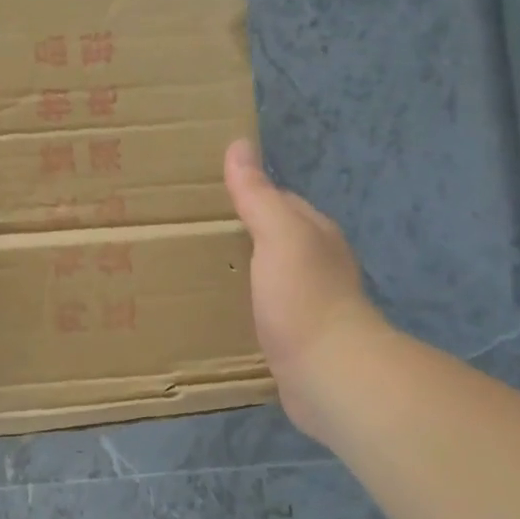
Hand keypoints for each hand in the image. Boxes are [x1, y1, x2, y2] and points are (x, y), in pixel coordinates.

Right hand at [223, 140, 385, 436]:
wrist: (330, 374)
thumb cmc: (304, 297)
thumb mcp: (279, 235)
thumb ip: (258, 195)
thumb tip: (240, 144)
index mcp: (314, 234)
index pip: (278, 201)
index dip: (246, 194)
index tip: (205, 195)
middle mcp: (316, 264)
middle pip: (273, 238)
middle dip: (239, 234)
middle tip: (189, 234)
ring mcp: (308, 303)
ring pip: (267, 275)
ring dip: (240, 271)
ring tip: (194, 270)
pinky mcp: (296, 339)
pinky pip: (263, 311)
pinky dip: (243, 305)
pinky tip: (216, 311)